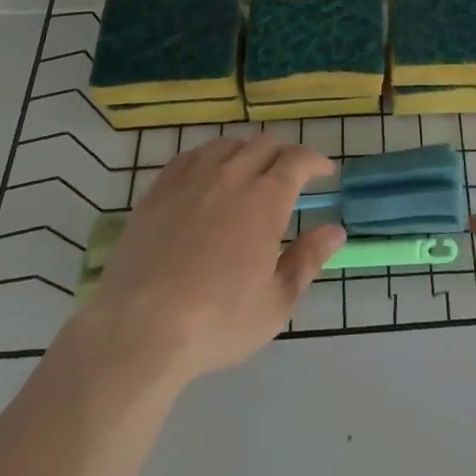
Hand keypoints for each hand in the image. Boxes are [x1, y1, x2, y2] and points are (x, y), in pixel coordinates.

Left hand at [71, 135, 346, 384]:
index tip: (324, 172)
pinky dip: (209, 156)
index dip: (315, 161)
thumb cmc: (217, 322)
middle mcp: (231, 176)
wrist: (139, 330)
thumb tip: (336, 230)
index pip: (297, 160)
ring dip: (247, 150)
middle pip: (263, 144)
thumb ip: (308, 260)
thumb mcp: (275, 303)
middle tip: (290, 173)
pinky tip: (208, 172)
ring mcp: (191, 179)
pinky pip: (190, 156)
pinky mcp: (159, 191)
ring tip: (250, 169)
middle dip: (284, 153)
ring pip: (227, 144)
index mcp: (265, 199)